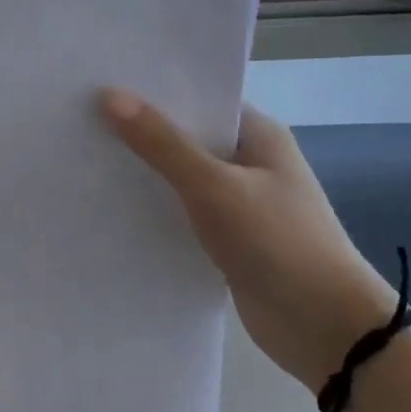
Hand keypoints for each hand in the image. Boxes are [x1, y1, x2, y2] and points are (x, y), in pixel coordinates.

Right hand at [102, 91, 396, 392]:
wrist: (328, 331)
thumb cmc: (278, 241)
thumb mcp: (214, 186)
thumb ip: (162, 143)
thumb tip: (109, 95)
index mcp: (258, 134)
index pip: (200, 97)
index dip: (155, 88)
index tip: (104, 80)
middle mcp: (250, 161)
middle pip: (188, 135)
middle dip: (143, 128)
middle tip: (83, 114)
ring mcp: (241, 202)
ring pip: (183, 175)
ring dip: (146, 170)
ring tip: (87, 153)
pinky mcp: (230, 239)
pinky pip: (184, 211)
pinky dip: (156, 207)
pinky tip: (114, 204)